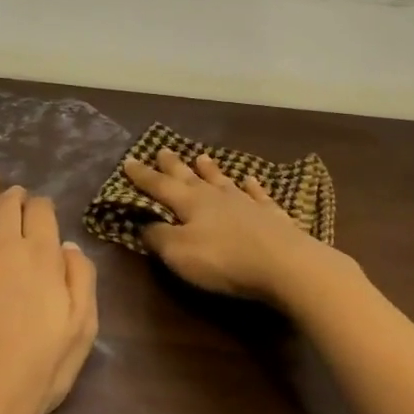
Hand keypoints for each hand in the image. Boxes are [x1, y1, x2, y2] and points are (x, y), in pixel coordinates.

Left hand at [0, 173, 99, 413]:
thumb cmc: (34, 377)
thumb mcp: (80, 333)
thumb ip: (80, 281)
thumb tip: (67, 247)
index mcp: (40, 258)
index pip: (42, 213)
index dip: (43, 206)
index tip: (44, 209)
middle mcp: (2, 247)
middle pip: (8, 206)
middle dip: (15, 195)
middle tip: (18, 193)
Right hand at [123, 150, 338, 304]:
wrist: (284, 264)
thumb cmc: (224, 259)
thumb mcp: (179, 253)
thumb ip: (158, 237)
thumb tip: (143, 224)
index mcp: (189, 203)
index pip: (159, 186)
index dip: (142, 176)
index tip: (128, 161)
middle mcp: (215, 196)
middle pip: (189, 176)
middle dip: (173, 165)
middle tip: (162, 149)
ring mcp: (246, 203)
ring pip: (222, 181)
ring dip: (210, 170)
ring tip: (201, 156)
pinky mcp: (271, 216)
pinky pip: (258, 195)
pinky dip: (252, 187)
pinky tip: (251, 180)